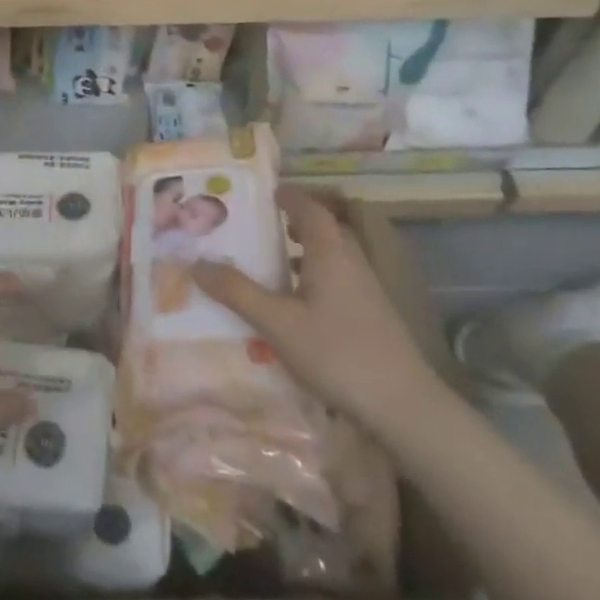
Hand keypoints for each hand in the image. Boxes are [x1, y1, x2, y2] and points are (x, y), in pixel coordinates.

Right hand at [192, 188, 448, 434]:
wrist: (403, 407)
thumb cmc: (337, 354)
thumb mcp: (277, 323)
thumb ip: (237, 291)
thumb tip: (195, 262)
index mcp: (331, 253)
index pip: (310, 208)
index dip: (288, 196)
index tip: (263, 191)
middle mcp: (351, 262)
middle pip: (323, 230)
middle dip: (292, 222)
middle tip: (258, 226)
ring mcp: (366, 290)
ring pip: (331, 257)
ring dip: (303, 252)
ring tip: (269, 262)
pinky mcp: (371, 316)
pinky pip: (336, 281)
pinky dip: (312, 278)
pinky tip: (294, 305)